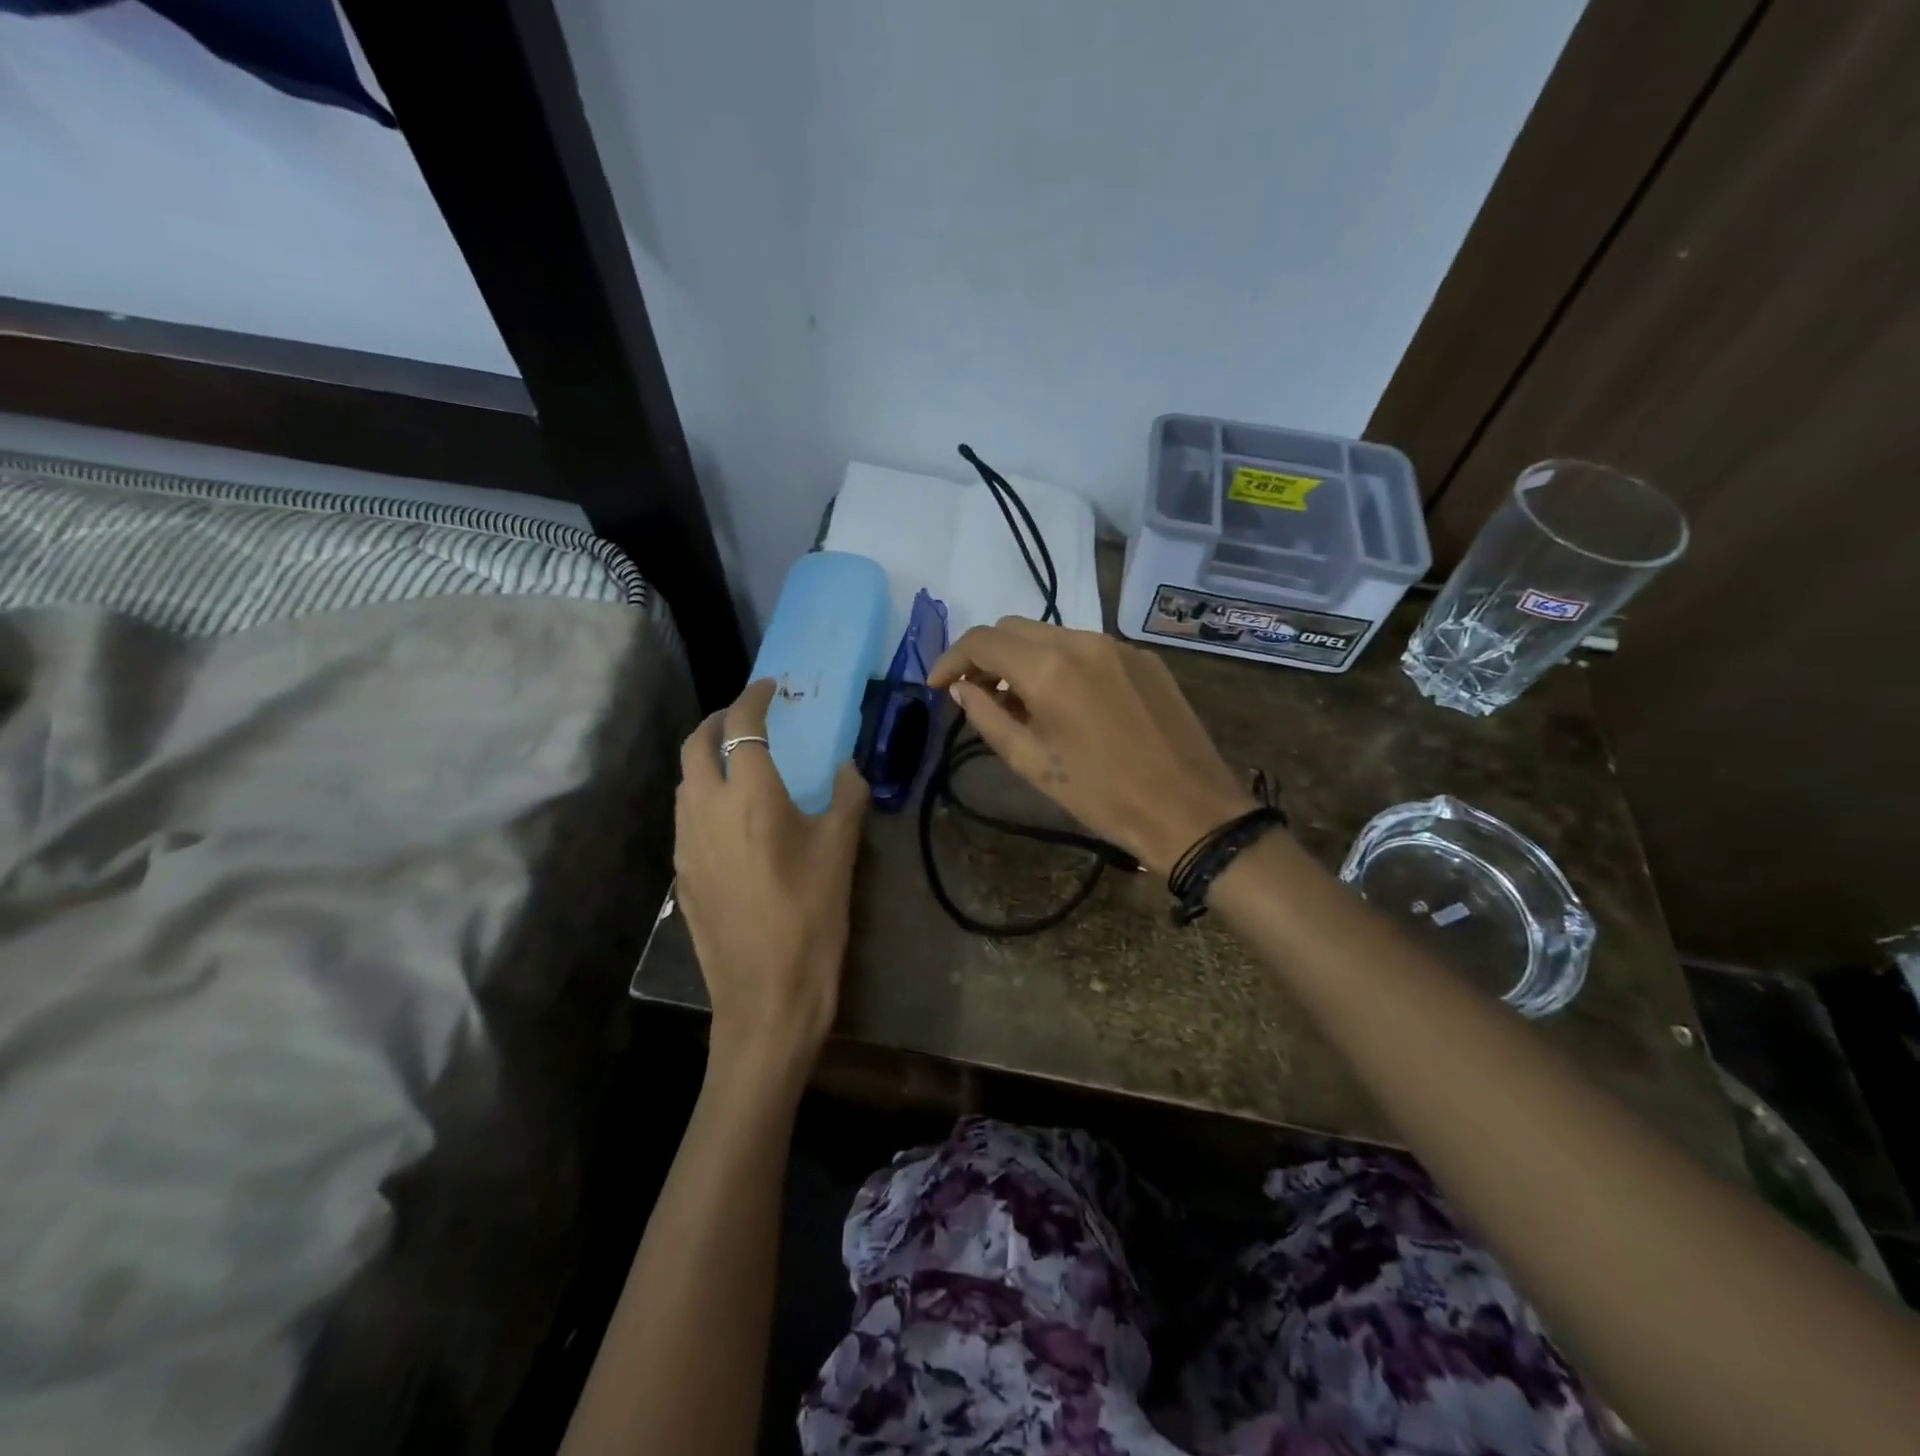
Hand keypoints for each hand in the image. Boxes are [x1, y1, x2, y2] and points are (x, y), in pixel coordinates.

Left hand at [674, 679, 867, 1074]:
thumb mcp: (841, 851)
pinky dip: (703, 795)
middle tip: (747, 717)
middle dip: (717, 719)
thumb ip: (848, 796)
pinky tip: (730, 816)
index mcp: (751, 795)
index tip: (773, 688)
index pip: (742, 725)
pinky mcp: (681, 874)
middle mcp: (707, 808)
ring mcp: (686, 843)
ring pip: (684, 780)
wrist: (766, 996)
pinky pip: (686, 816)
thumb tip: (850, 767)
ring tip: (738, 761)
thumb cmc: (812, 917)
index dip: (755, 697)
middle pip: (695, 744)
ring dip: (705, 757)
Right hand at [928, 618, 1256, 875]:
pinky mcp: (1145, 659)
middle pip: (1014, 628)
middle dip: (985, 656)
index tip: (938, 687)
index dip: (950, 659)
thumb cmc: (1100, 794)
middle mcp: (1082, 641)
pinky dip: (1061, 664)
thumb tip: (961, 689)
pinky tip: (1066, 701)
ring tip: (1019, 701)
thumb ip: (987, 716)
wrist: (1187, 809)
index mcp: (1049, 666)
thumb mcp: (1031, 762)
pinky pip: (1088, 648)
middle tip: (975, 694)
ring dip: (1024, 659)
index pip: (982, 641)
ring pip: (1052, 635)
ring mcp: (1118, 646)